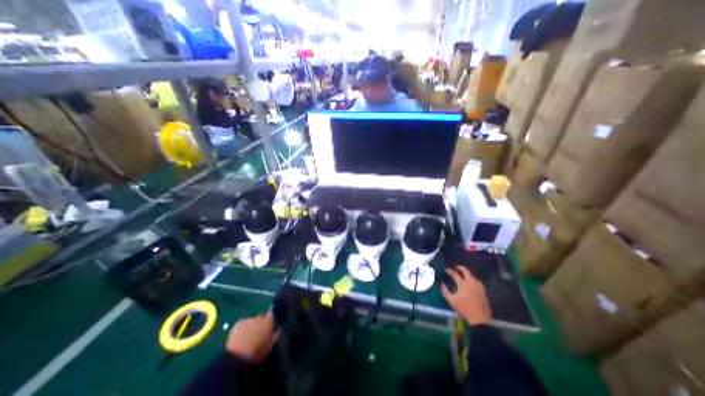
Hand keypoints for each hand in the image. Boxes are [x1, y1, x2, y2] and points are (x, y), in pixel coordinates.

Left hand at [226, 313, 274, 362]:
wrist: (238, 358)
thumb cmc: (257, 353)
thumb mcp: (269, 346)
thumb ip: (274, 336)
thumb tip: (276, 331)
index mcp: (268, 322)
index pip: (271, 316)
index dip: (269, 321)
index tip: (268, 327)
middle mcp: (259, 318)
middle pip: (261, 317)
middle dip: (260, 323)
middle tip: (258, 333)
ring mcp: (248, 320)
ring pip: (251, 320)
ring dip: (251, 326)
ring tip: (248, 336)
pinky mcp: (238, 324)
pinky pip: (242, 323)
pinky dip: (243, 328)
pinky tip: (240, 336)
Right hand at [439, 266, 490, 323]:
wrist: (480, 319)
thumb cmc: (464, 309)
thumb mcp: (451, 301)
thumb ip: (445, 291)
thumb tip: (442, 284)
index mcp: (463, 284)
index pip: (455, 274)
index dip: (450, 271)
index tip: (446, 270)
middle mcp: (471, 283)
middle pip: (466, 271)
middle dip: (460, 268)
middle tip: (456, 267)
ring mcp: (478, 287)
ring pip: (472, 276)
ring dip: (467, 273)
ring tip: (463, 274)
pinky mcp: (483, 291)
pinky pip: (477, 281)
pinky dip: (473, 279)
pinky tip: (472, 282)